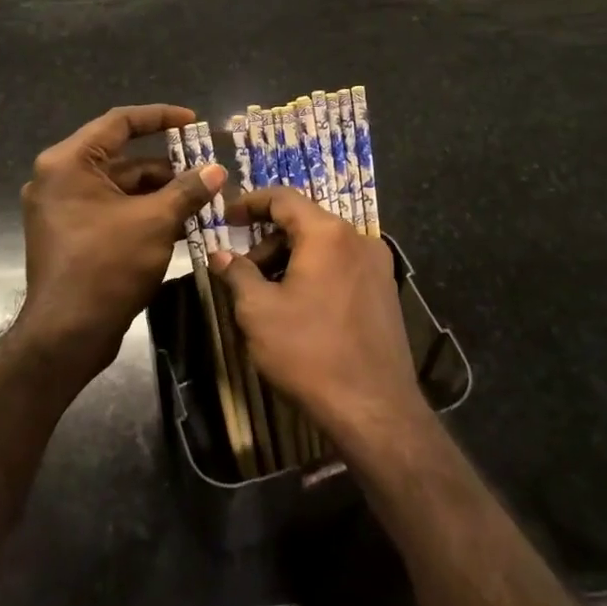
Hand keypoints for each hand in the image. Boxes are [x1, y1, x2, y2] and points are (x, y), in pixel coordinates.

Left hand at [16, 104, 224, 376]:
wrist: (67, 334)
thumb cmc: (107, 266)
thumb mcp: (155, 222)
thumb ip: (187, 190)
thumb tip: (217, 170)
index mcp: (69, 163)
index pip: (119, 122)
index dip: (160, 117)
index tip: (194, 121)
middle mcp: (60, 178)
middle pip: (123, 158)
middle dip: (168, 166)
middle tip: (207, 171)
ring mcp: (63, 209)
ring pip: (121, 188)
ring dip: (160, 193)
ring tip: (204, 200)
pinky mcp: (72, 234)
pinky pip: (113, 211)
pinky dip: (144, 213)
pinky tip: (182, 223)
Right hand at [209, 187, 425, 446]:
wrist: (373, 408)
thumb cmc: (308, 352)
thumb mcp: (258, 311)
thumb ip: (237, 274)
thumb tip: (221, 256)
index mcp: (328, 233)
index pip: (283, 198)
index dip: (250, 203)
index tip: (226, 218)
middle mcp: (359, 239)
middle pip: (305, 222)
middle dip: (268, 241)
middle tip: (243, 271)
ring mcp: (378, 265)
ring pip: (324, 246)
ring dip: (291, 259)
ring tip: (268, 295)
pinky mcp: (386, 291)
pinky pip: (342, 266)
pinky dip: (315, 273)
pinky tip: (299, 307)